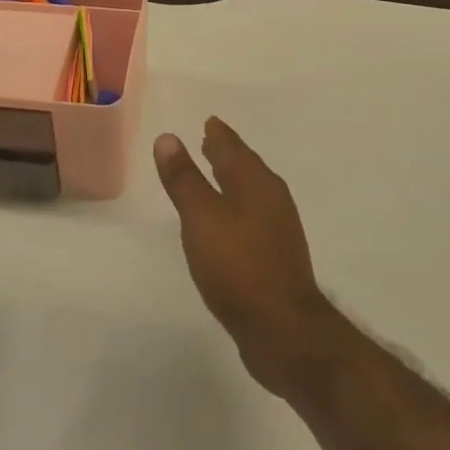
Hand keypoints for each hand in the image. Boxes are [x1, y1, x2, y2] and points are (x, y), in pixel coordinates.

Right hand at [153, 118, 339, 396]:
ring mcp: (278, 230)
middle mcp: (272, 200)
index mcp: (256, 183)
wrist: (281, 328)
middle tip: (209, 140)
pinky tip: (227, 223)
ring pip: (251, 193)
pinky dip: (237, 208)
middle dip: (227, 154)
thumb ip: (184, 179)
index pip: (233, 148)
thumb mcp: (201, 217)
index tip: (210, 121)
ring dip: (233, 181)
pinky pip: (253, 218)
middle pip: (246, 168)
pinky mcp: (276, 257)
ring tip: (215, 176)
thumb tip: (168, 137)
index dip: (219, 135)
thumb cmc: (237, 265)